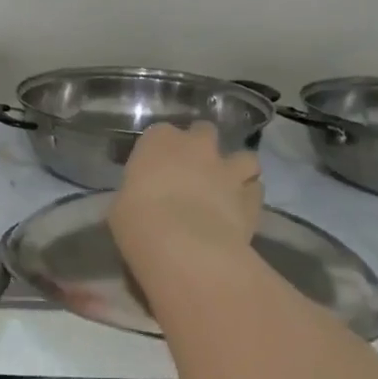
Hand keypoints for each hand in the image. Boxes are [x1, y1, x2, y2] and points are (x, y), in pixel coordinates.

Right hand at [109, 122, 261, 271]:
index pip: (160, 133)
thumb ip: (137, 193)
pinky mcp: (252, 197)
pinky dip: (249, 197)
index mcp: (159, 140)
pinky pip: (255, 190)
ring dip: (236, 169)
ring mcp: (229, 169)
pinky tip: (239, 212)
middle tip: (193, 171)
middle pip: (204, 132)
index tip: (156, 168)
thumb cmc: (138, 220)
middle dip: (202, 148)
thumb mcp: (122, 205)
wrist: (183, 246)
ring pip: (243, 157)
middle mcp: (197, 145)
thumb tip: (142, 201)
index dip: (161, 150)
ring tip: (227, 188)